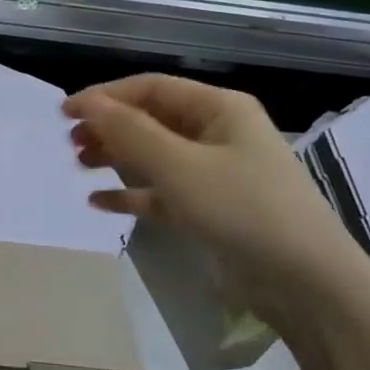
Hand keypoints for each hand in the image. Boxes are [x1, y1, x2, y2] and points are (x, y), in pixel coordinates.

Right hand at [63, 76, 367, 320]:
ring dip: (116, 157)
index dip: (105, 96)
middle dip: (109, 127)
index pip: (151, 88)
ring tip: (80, 166)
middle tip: (70, 144)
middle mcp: (217, 133)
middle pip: (152, 119)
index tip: (64, 113)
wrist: (305, 281)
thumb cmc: (242, 209)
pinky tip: (100, 202)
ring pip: (154, 155)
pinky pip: (162, 192)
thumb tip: (87, 104)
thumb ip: (130, 132)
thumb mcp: (180, 167)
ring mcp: (215, 172)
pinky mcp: (210, 209)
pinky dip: (132, 193)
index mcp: (218, 109)